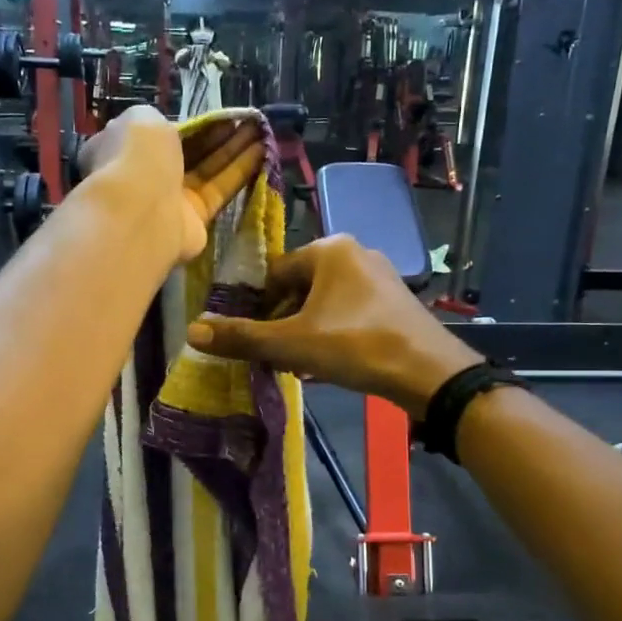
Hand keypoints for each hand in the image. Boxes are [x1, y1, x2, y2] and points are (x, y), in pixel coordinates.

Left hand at [80, 105, 266, 262]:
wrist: (142, 210)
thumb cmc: (138, 156)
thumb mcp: (143, 118)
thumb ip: (158, 120)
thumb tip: (168, 131)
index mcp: (128, 148)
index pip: (162, 134)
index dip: (192, 124)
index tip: (219, 115)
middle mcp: (150, 174)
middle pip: (190, 152)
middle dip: (219, 135)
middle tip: (247, 120)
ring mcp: (173, 199)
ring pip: (209, 169)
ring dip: (235, 149)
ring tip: (261, 130)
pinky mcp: (196, 219)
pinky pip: (220, 190)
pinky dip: (240, 170)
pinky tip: (262, 151)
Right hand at [185, 235, 483, 416]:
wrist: (428, 372)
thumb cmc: (356, 346)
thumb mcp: (292, 344)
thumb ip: (243, 337)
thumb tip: (193, 331)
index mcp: (330, 249)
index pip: (275, 274)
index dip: (258, 308)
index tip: (253, 340)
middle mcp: (355, 252)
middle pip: (300, 288)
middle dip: (284, 322)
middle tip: (276, 357)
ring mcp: (380, 276)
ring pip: (326, 303)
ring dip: (307, 331)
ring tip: (300, 365)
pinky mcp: (395, 301)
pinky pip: (350, 312)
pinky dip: (333, 333)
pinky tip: (330, 364)